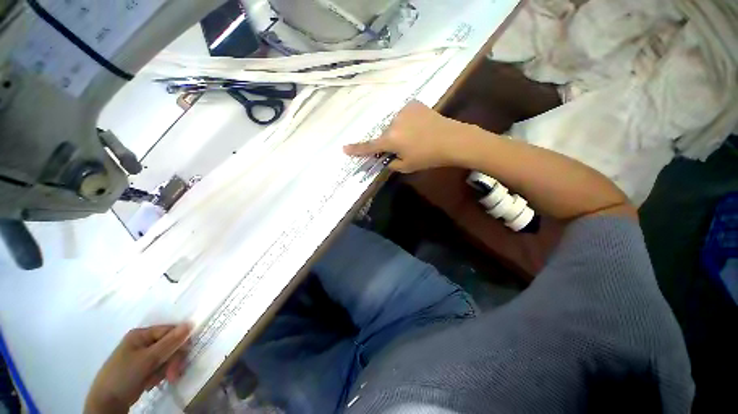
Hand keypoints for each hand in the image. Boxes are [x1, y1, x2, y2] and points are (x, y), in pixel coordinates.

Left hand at [85, 324, 192, 413]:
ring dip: (167, 370)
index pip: (170, 331)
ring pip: (166, 358)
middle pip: (169, 345)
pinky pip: (160, 367)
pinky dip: (160, 375)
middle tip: (173, 374)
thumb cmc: (125, 374)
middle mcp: (143, 342)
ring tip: (163, 380)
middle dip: (173, 361)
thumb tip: (190, 323)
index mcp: (141, 334)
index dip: (180, 342)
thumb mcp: (148, 359)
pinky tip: (153, 382)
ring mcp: (142, 355)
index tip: (185, 355)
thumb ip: (170, 342)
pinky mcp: (143, 368)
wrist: (107, 401)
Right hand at [343, 101, 482, 172]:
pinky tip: (419, 127)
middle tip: (405, 148)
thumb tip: (387, 159)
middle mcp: (393, 123)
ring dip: (400, 132)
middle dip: (390, 142)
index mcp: (391, 140)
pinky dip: (408, 122)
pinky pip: (404, 116)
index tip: (344, 148)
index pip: (369, 146)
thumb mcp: (407, 166)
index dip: (357, 149)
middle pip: (385, 135)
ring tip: (416, 138)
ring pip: (395, 125)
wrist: (452, 139)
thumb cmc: (429, 157)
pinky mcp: (414, 104)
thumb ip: (392, 163)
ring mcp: (404, 111)